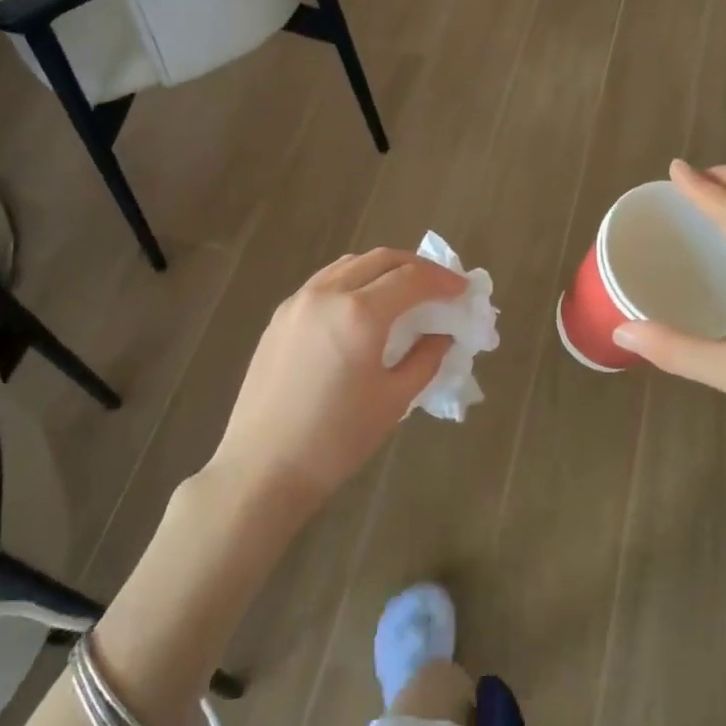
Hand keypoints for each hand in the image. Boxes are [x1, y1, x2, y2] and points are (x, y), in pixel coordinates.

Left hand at [209, 249, 464, 511]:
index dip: (443, 280)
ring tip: (405, 291)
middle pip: (381, 259)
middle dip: (416, 267)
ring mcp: (298, 301)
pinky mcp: (280, 316)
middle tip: (439, 286)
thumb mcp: (394, 400)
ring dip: (383, 269)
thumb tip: (442, 334)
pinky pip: (325, 281)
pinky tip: (363, 306)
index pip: (411, 278)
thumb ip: (425, 358)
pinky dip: (354, 281)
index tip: (463, 291)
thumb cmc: (336, 439)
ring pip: (350, 265)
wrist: (263, 467)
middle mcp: (327, 293)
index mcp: (359, 314)